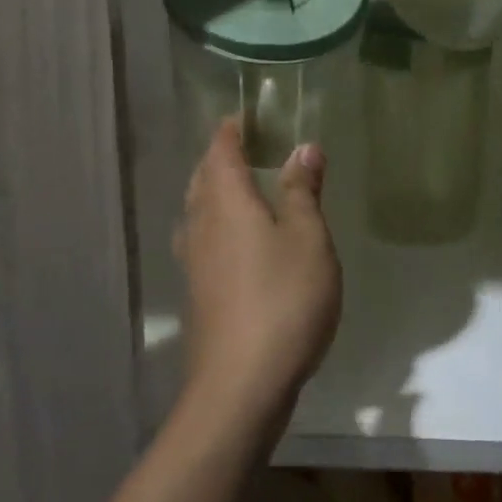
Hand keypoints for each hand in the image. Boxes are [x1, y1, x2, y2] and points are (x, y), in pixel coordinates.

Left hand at [175, 121, 342, 434]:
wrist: (241, 384)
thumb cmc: (283, 299)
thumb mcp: (307, 238)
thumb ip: (302, 191)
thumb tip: (304, 147)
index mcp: (226, 202)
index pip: (221, 152)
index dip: (230, 131)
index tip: (244, 117)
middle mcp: (201, 225)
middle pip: (202, 178)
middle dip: (219, 158)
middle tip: (243, 146)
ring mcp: (194, 262)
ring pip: (197, 210)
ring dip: (213, 190)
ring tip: (237, 186)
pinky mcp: (198, 293)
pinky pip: (201, 239)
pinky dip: (214, 224)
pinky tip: (231, 241)